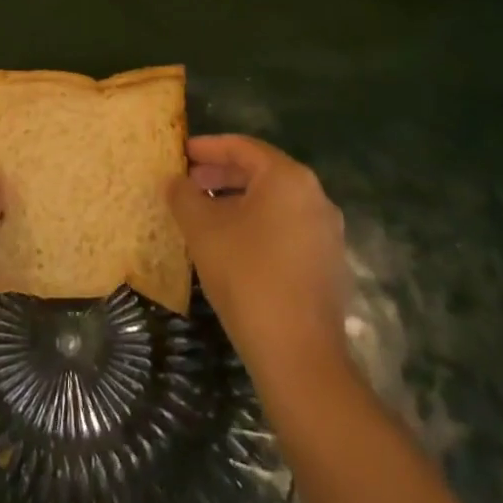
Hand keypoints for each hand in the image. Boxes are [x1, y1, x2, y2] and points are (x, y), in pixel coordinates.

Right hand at [167, 135, 349, 384]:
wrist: (298, 355)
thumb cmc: (246, 276)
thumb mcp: (202, 230)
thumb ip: (184, 196)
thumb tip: (174, 181)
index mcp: (288, 178)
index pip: (242, 147)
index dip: (207, 147)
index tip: (181, 153)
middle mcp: (315, 196)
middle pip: (261, 172)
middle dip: (221, 175)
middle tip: (189, 183)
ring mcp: (327, 232)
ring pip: (274, 202)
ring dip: (238, 201)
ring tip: (205, 214)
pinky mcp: (328, 264)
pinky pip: (287, 228)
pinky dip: (258, 225)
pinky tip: (232, 246)